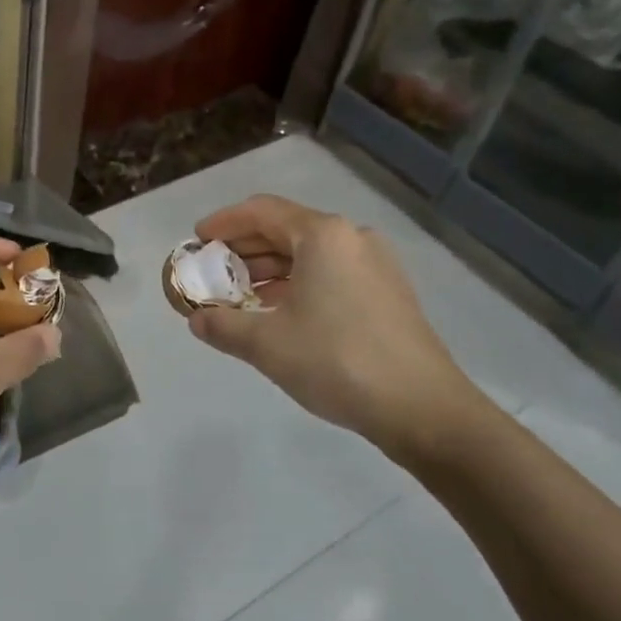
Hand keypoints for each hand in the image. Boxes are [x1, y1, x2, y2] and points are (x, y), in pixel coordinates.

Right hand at [185, 195, 486, 466]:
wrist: (424, 409)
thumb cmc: (338, 361)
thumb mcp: (267, 344)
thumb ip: (223, 326)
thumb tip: (197, 320)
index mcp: (323, 235)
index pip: (261, 211)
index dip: (224, 223)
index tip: (197, 241)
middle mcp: (351, 238)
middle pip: (286, 228)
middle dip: (245, 248)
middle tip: (213, 270)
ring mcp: (375, 265)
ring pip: (310, 253)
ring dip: (271, 268)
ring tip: (240, 294)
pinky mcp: (388, 292)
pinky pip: (331, 272)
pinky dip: (298, 282)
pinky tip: (280, 312)